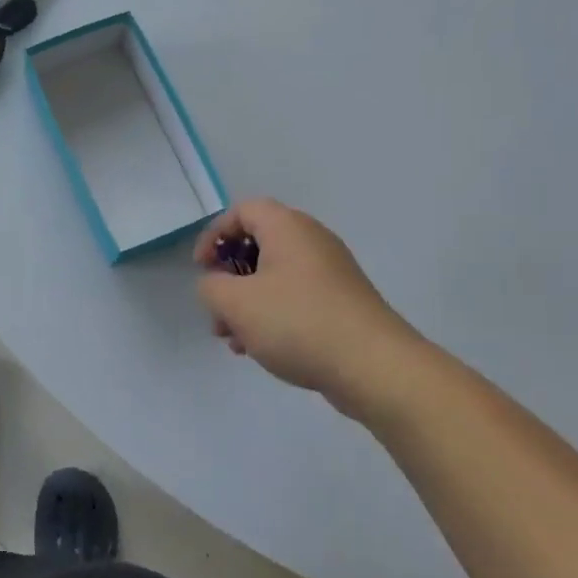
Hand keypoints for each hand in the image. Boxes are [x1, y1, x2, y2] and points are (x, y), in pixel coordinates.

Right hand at [193, 198, 425, 404]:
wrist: (374, 366)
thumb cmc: (297, 322)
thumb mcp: (236, 304)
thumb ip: (210, 287)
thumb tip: (215, 284)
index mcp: (286, 227)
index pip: (241, 211)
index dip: (214, 235)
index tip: (202, 268)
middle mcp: (311, 240)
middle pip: (257, 245)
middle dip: (229, 278)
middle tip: (216, 310)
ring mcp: (331, 271)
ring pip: (275, 276)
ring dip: (248, 303)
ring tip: (234, 340)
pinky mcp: (343, 301)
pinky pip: (296, 297)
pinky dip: (273, 315)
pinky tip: (262, 349)